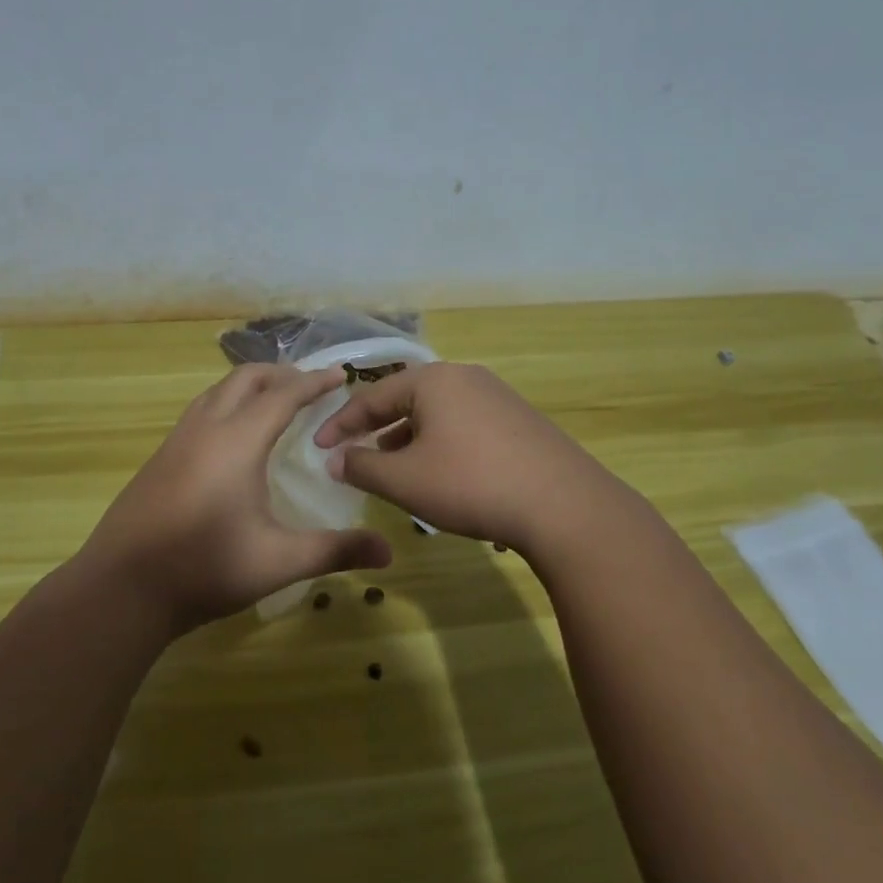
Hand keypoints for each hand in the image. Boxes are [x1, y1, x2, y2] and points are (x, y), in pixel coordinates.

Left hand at [83, 364, 392, 632]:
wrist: (121, 588)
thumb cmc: (205, 568)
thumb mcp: (278, 561)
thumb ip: (334, 550)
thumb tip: (388, 552)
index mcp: (238, 440)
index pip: (283, 395)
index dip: (314, 382)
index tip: (340, 373)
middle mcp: (206, 427)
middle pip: (246, 378)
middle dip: (282, 374)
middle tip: (311, 386)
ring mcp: (177, 440)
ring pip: (218, 391)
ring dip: (250, 385)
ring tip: (275, 401)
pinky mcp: (160, 457)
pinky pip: (201, 410)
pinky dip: (227, 403)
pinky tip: (233, 436)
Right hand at [312, 361, 628, 552]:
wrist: (564, 505)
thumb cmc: (470, 483)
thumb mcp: (405, 480)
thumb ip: (362, 467)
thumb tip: (334, 460)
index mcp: (432, 381)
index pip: (372, 396)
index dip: (340, 424)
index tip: (318, 447)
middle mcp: (464, 377)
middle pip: (407, 399)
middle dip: (377, 429)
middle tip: (355, 454)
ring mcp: (497, 396)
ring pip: (438, 414)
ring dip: (409, 439)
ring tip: (394, 468)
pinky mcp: (520, 420)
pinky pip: (465, 425)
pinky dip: (441, 444)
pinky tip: (442, 474)